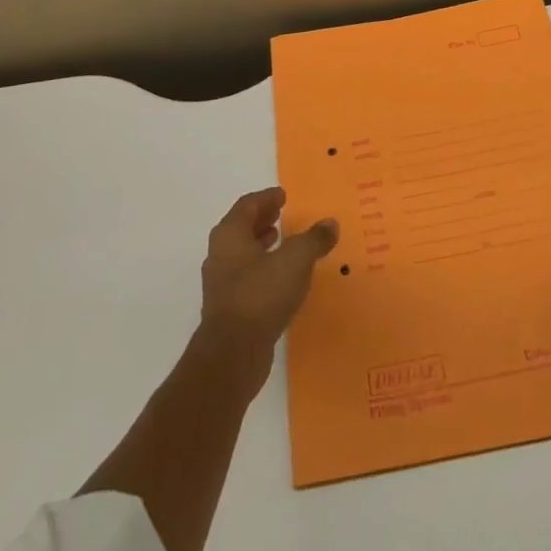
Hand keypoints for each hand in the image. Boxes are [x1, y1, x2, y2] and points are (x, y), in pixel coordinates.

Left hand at [198, 188, 338, 369]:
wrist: (233, 354)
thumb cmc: (261, 294)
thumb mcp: (296, 261)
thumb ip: (314, 239)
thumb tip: (330, 223)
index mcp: (230, 234)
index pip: (247, 205)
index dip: (266, 198)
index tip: (283, 196)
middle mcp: (220, 254)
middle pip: (241, 228)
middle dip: (262, 219)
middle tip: (282, 214)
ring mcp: (221, 283)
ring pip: (242, 254)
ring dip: (261, 245)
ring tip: (283, 242)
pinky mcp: (228, 309)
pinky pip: (246, 278)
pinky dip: (262, 269)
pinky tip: (281, 278)